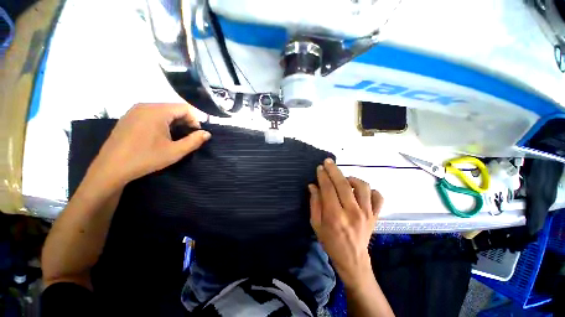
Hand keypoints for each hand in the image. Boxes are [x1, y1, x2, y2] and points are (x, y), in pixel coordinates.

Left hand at [90, 103, 209, 187]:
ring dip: (167, 121)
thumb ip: (192, 142)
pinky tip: (151, 137)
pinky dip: (154, 122)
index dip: (194, 119)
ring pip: (157, 111)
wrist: (112, 165)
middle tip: (184, 137)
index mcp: (160, 110)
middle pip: (170, 108)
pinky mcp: (126, 116)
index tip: (197, 133)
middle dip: (181, 121)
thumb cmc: (144, 159)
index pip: (184, 107)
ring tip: (168, 138)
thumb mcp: (171, 153)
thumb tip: (206, 134)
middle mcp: (147, 104)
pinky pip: (146, 114)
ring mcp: (135, 109)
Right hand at [308, 158, 382, 286]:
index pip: (328, 189)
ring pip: (362, 187)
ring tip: (345, 180)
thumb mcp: (317, 227)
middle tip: (328, 162)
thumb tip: (313, 186)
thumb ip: (315, 205)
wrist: (352, 257)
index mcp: (335, 217)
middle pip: (343, 184)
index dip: (323, 176)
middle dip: (334, 171)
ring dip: (352, 179)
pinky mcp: (375, 215)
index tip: (320, 168)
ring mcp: (367, 213)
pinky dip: (372, 191)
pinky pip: (378, 197)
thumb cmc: (331, 244)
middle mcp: (352, 212)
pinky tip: (363, 192)